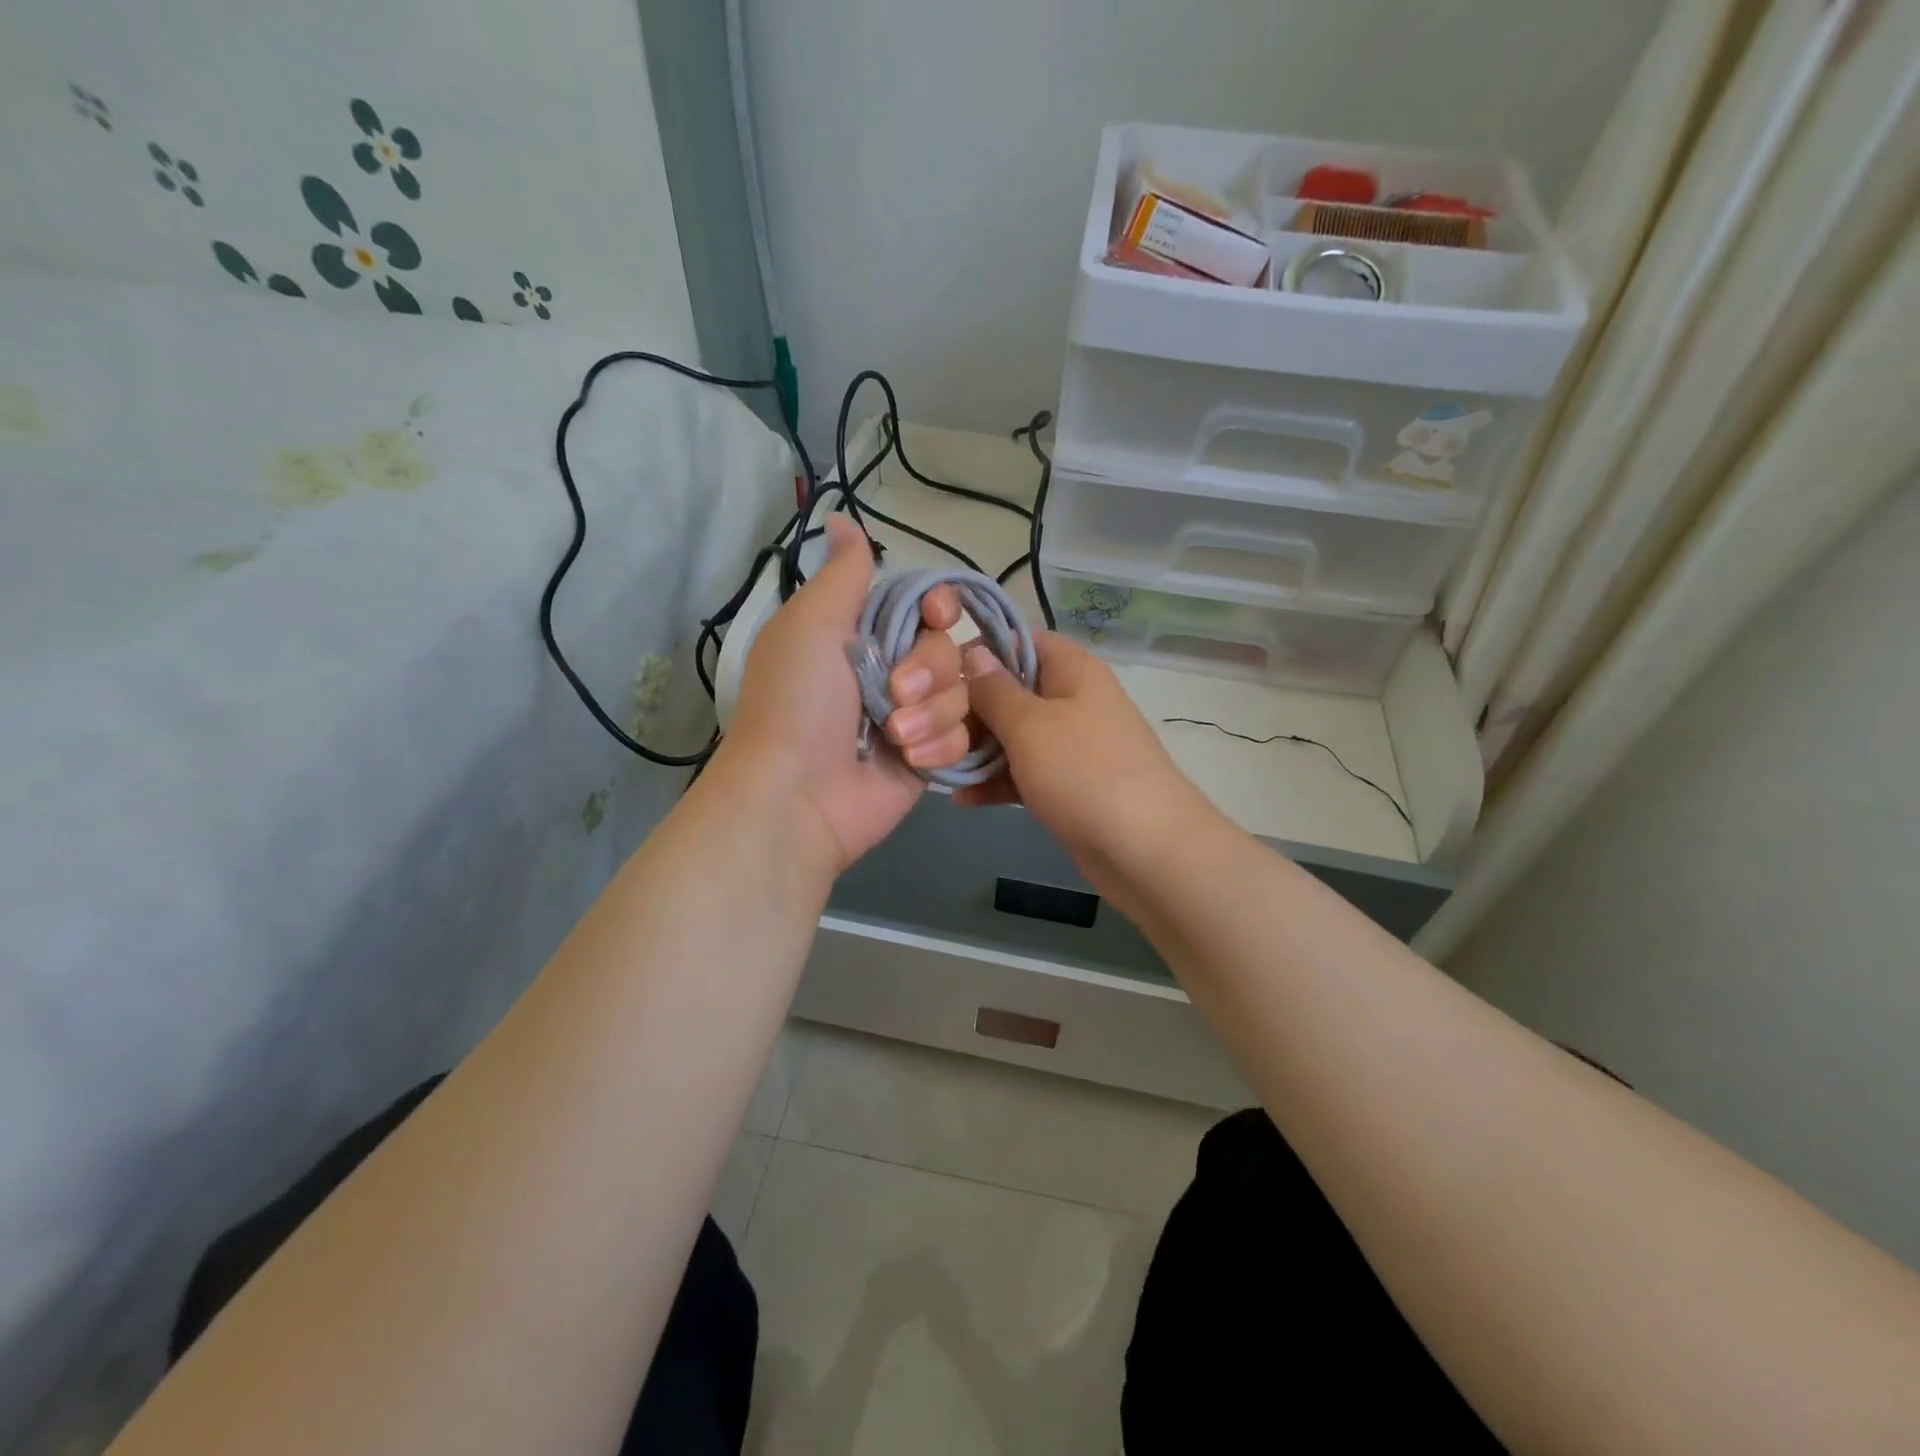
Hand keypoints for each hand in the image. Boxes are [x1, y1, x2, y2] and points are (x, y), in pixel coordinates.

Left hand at [720, 515, 969, 873]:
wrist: (798, 794)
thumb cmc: (798, 702)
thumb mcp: (812, 624)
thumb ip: (842, 574)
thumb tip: (839, 517)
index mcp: (863, 634)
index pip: (925, 604)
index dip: (940, 605)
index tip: (936, 614)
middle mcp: (892, 670)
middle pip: (949, 648)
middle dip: (928, 670)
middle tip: (893, 694)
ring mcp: (913, 717)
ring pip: (963, 693)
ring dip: (932, 713)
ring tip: (895, 737)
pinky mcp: (928, 757)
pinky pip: (965, 736)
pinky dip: (939, 746)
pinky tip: (910, 761)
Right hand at [957, 632, 1213, 899]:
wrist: (1146, 849)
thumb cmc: (1084, 773)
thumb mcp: (1030, 725)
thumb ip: (994, 688)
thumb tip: (973, 651)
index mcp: (1072, 670)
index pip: (1020, 640)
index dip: (979, 653)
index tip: (938, 677)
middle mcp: (1072, 700)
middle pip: (1011, 690)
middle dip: (969, 710)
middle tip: (926, 730)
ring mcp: (1071, 745)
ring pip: (1013, 736)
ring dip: (977, 750)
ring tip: (933, 765)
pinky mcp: (1067, 785)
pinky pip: (1024, 773)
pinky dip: (997, 782)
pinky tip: (962, 799)